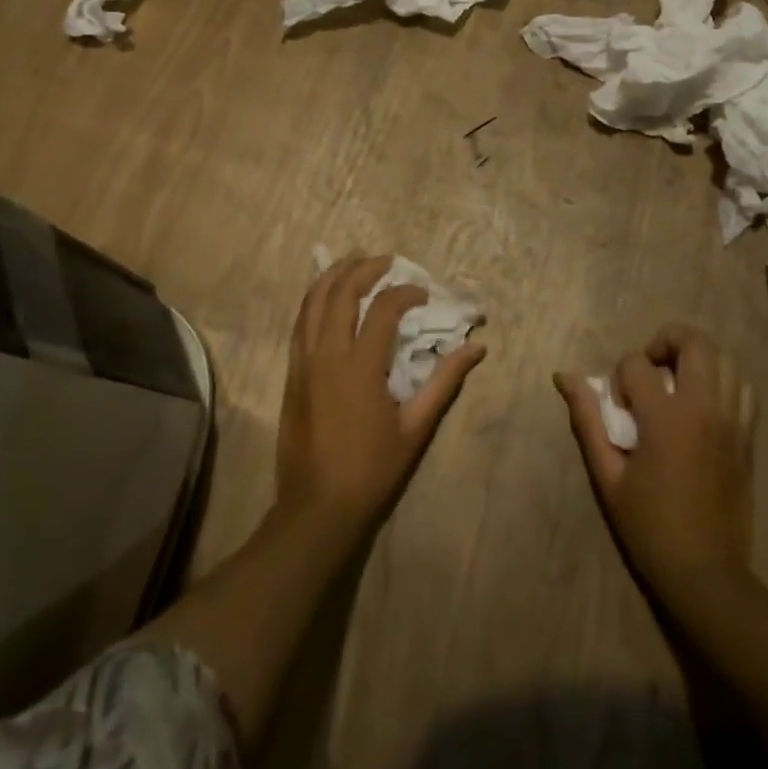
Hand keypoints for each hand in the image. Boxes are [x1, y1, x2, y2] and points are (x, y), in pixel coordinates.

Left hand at [276, 254, 486, 540]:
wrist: (317, 508)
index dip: (405, 293)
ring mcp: (303, 362)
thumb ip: (445, 381)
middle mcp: (328, 355)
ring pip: (313, 302)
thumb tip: (477, 347)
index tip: (423, 294)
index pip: (383, 309)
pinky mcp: (291, 373)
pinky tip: (325, 295)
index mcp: (361, 367)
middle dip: (364, 269)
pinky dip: (313, 300)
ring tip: (353, 260)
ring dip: (333, 275)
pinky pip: (299, 323)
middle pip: (341, 293)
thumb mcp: (416, 427)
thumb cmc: (372, 470)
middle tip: (386, 260)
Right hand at [556, 326, 757, 616]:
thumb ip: (587, 420)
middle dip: (666, 340)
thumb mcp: (607, 476)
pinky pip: (743, 389)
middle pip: (695, 342)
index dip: (620, 375)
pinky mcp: (749, 438)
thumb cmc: (649, 527)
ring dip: (697, 359)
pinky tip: (703, 403)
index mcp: (666, 418)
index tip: (619, 406)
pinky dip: (723, 382)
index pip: (637, 363)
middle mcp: (704, 409)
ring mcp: (733, 422)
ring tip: (677, 382)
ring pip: (725, 360)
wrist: (707, 575)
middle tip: (650, 366)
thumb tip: (564, 377)